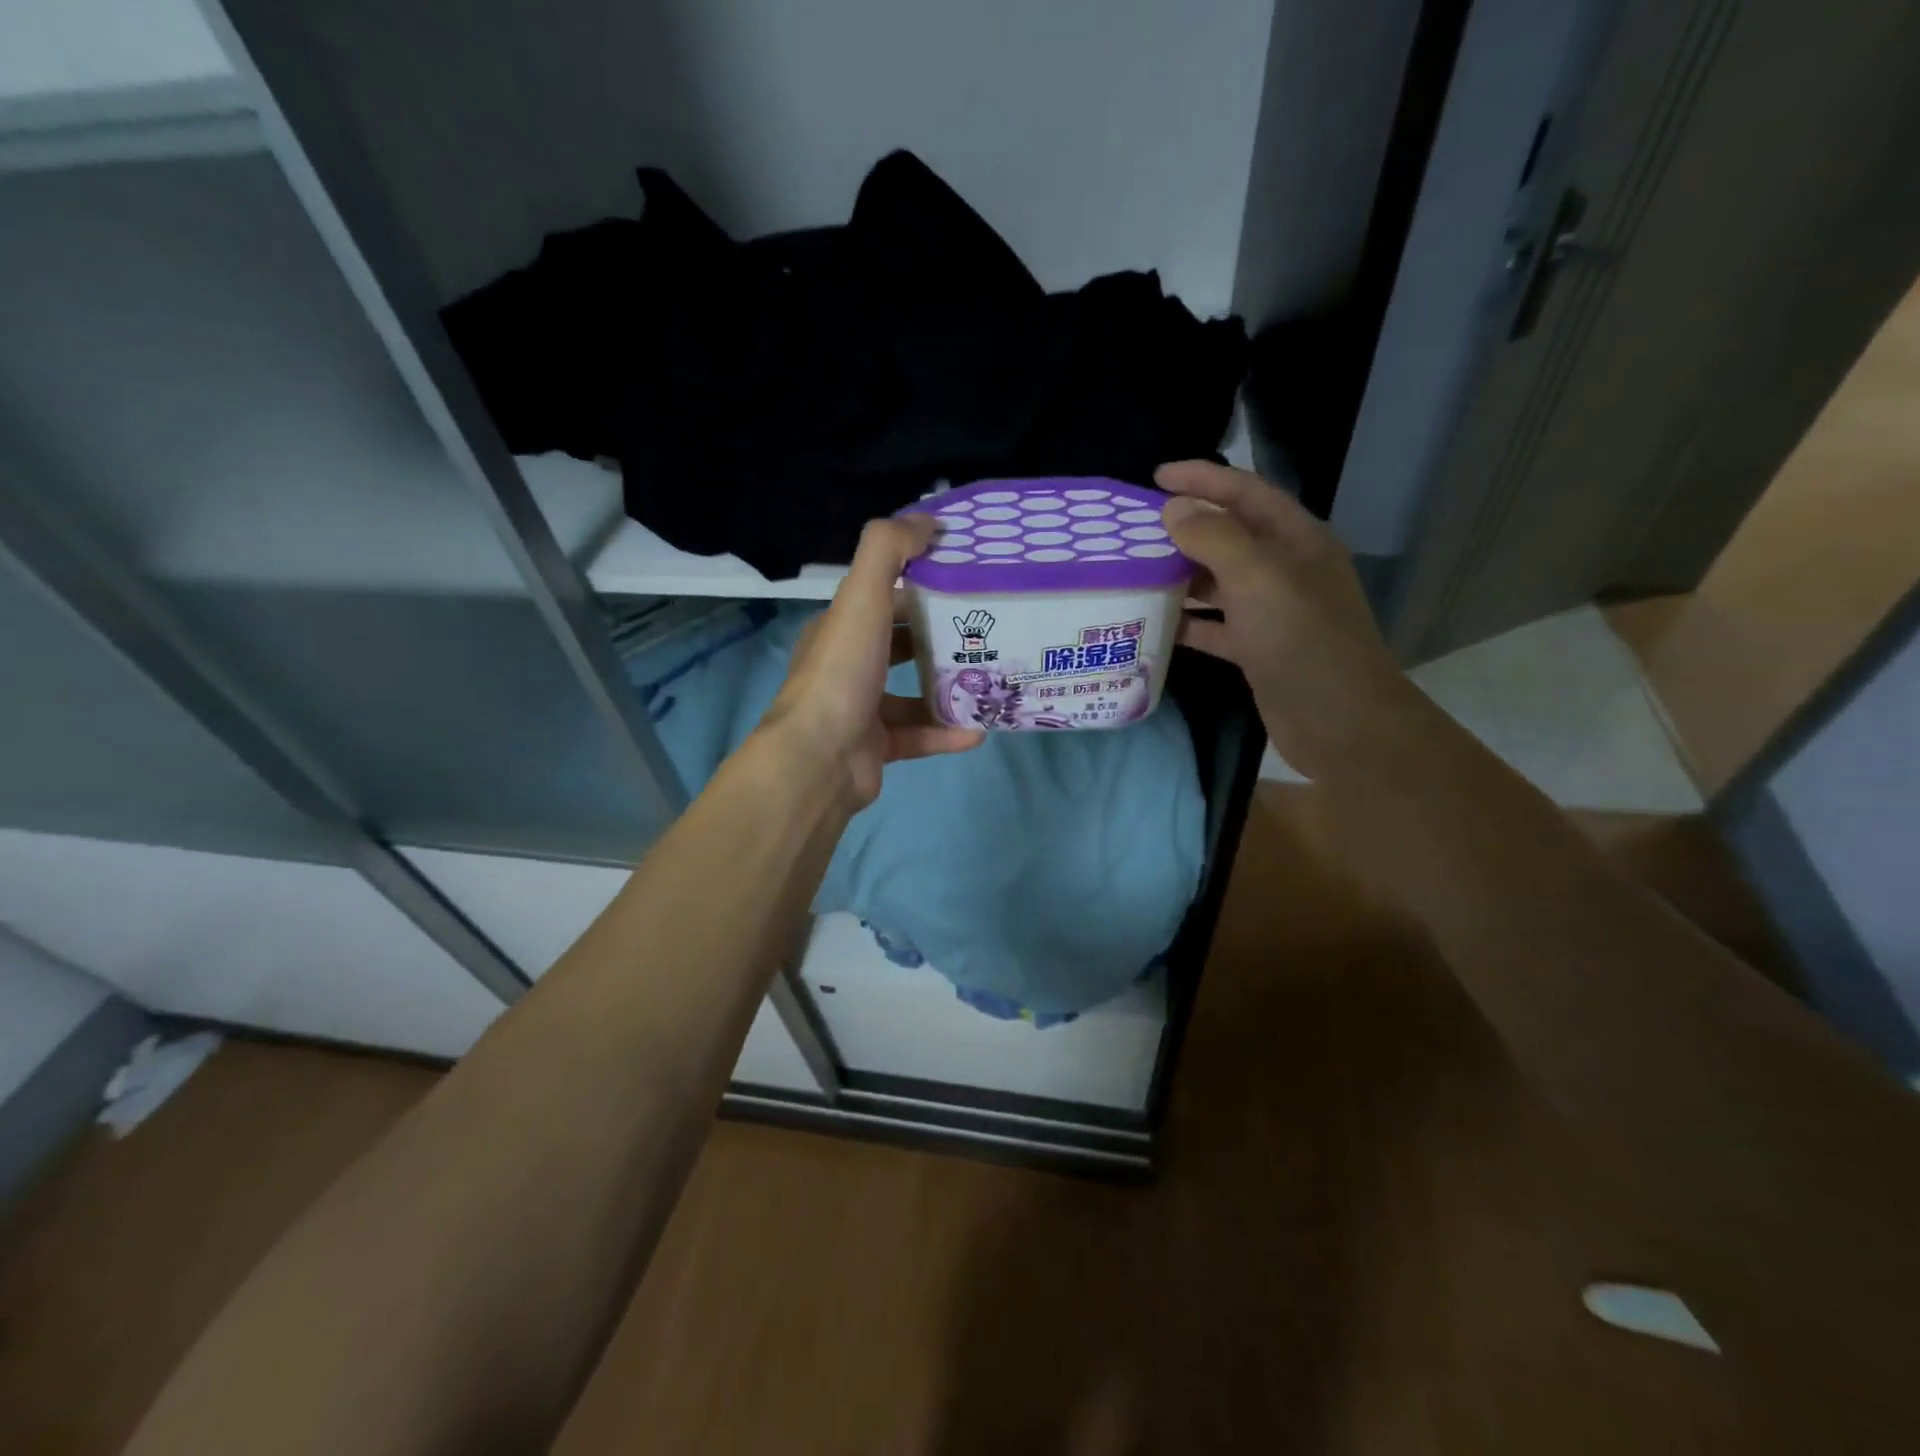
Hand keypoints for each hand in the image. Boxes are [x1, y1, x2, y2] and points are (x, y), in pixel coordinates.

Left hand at [757, 514, 983, 807]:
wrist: (819, 759)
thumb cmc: (842, 672)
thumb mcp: (862, 598)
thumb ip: (889, 551)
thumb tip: (927, 520)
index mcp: (840, 628)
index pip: (884, 597)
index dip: (922, 585)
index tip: (967, 581)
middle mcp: (848, 666)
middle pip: (900, 644)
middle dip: (941, 638)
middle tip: (988, 632)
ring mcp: (861, 710)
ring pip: (912, 694)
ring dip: (949, 689)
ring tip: (990, 681)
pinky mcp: (877, 748)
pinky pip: (919, 736)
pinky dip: (947, 732)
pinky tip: (979, 731)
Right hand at [1157, 460, 1411, 779]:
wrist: (1338, 720)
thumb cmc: (1300, 639)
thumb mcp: (1257, 577)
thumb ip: (1214, 537)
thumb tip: (1174, 510)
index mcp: (1295, 540)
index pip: (1245, 492)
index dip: (1202, 478)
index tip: (1156, 476)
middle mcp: (1284, 570)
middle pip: (1230, 536)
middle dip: (1185, 528)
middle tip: (1135, 528)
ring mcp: (1271, 611)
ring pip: (1218, 582)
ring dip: (1181, 575)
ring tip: (1135, 571)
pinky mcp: (1257, 648)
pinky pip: (1214, 625)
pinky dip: (1187, 622)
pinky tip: (1154, 623)